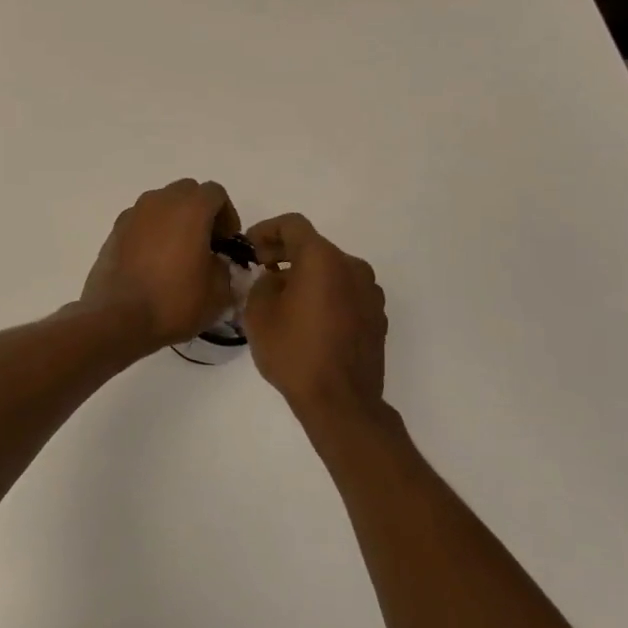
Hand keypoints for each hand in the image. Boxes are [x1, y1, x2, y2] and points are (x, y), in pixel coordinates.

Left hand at [81, 179, 239, 351]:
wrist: (118, 319)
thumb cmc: (174, 302)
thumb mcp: (218, 292)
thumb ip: (225, 267)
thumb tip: (216, 262)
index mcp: (190, 208)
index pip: (216, 193)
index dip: (227, 216)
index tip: (226, 243)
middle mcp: (159, 202)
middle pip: (187, 192)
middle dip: (200, 212)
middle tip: (205, 244)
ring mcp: (132, 214)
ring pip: (161, 204)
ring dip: (174, 220)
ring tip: (177, 254)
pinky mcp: (114, 231)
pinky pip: (141, 221)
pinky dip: (152, 232)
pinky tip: (152, 262)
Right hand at [243, 214, 386, 424]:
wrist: (341, 402)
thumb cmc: (294, 353)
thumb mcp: (259, 313)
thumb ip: (262, 284)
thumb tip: (275, 280)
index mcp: (322, 259)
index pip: (292, 225)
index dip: (266, 230)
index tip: (250, 247)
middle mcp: (352, 267)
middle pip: (314, 246)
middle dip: (285, 253)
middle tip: (261, 269)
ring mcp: (370, 292)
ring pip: (332, 270)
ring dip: (307, 275)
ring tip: (284, 298)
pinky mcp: (377, 316)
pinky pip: (346, 292)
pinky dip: (326, 294)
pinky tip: (309, 319)